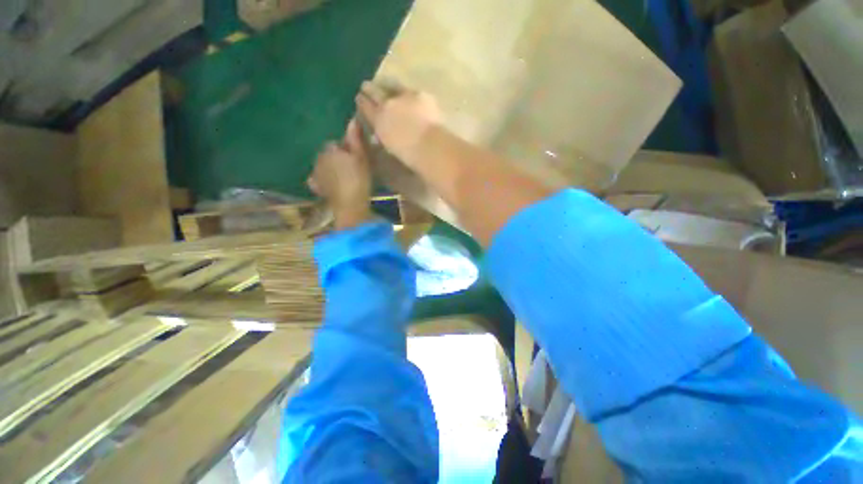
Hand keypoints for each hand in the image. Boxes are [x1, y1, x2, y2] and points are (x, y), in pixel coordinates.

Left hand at [308, 120, 373, 229]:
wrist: (350, 204)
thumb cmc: (358, 179)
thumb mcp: (361, 158)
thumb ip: (355, 140)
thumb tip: (352, 120)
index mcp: (330, 149)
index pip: (335, 144)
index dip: (345, 150)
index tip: (355, 158)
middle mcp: (319, 158)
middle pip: (327, 154)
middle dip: (335, 158)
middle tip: (350, 168)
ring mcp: (316, 173)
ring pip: (322, 166)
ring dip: (330, 168)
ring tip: (343, 178)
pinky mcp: (316, 186)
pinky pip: (317, 179)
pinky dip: (321, 180)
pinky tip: (330, 186)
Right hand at [356, 81, 442, 164]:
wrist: (430, 146)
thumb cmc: (410, 155)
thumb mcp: (391, 147)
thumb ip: (383, 137)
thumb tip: (377, 136)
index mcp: (378, 121)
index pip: (366, 107)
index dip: (362, 102)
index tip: (359, 98)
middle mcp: (387, 105)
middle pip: (374, 92)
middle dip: (369, 89)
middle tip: (365, 86)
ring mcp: (403, 97)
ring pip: (390, 86)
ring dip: (385, 85)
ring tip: (382, 83)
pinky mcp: (420, 95)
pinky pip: (409, 90)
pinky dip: (406, 92)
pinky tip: (407, 93)